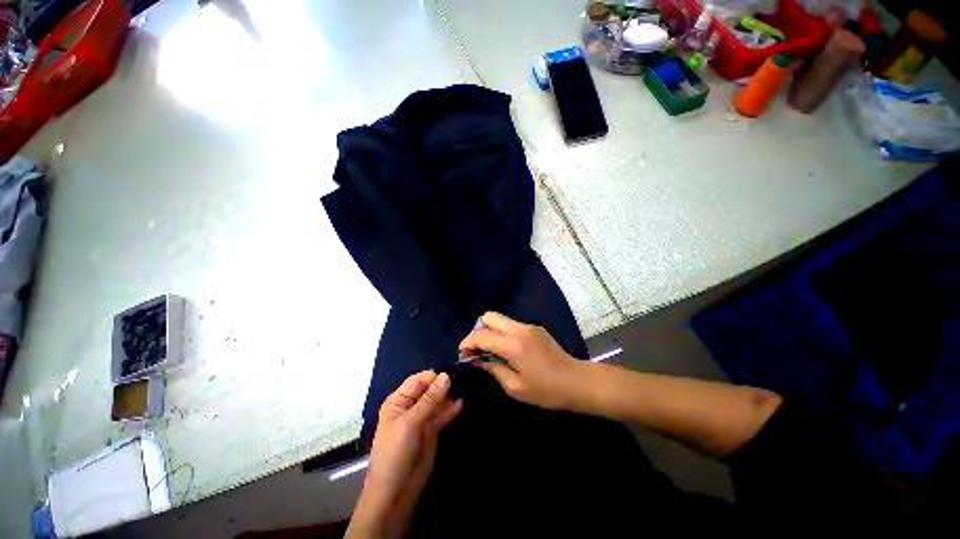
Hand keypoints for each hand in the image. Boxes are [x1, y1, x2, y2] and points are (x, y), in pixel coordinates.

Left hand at [347, 371, 462, 538]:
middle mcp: (410, 406)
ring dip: (448, 396)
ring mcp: (422, 419)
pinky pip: (442, 415)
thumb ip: (429, 399)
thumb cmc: (395, 453)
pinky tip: (461, 403)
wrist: (395, 492)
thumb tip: (446, 375)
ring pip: (437, 401)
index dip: (433, 377)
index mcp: (398, 401)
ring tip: (463, 389)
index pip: (418, 380)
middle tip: (460, 381)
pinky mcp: (432, 431)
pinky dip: (451, 410)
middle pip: (428, 389)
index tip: (450, 376)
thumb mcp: (410, 423)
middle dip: (443, 385)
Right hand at [458, 312, 588, 411]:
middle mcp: (519, 328)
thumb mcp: (515, 387)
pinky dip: (502, 333)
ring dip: (490, 331)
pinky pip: (510, 324)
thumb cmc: (546, 390)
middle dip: (478, 331)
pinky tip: (506, 350)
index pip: (481, 335)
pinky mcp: (535, 328)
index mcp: (513, 344)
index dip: (468, 343)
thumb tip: (477, 359)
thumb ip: (493, 368)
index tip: (463, 354)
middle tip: (477, 350)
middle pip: (489, 316)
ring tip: (490, 351)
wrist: (577, 381)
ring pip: (499, 319)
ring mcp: (528, 326)